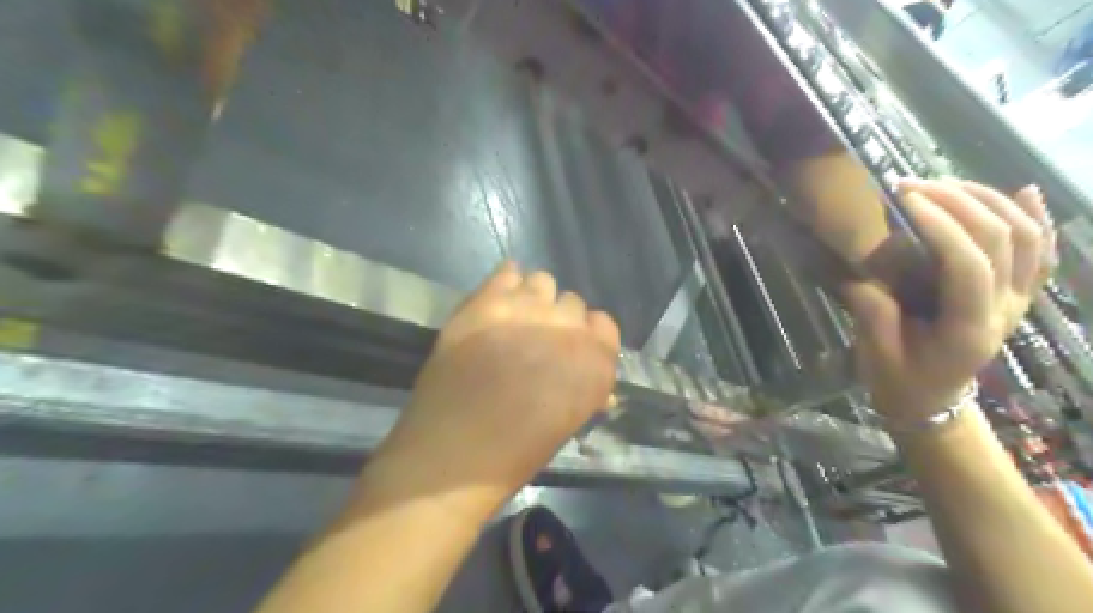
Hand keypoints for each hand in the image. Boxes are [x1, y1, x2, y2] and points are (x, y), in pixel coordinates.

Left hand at [376, 263, 617, 506]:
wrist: (454, 452)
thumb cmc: (516, 453)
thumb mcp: (567, 424)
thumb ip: (585, 391)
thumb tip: (594, 385)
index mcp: (596, 362)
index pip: (604, 325)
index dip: (587, 336)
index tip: (570, 349)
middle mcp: (568, 327)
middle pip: (572, 303)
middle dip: (558, 320)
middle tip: (535, 340)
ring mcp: (526, 309)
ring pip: (542, 281)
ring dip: (533, 299)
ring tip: (513, 321)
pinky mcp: (487, 302)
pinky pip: (507, 272)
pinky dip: (506, 283)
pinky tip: (495, 303)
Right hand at [839, 179, 1054, 423]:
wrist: (931, 400)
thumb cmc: (900, 380)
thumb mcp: (877, 353)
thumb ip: (873, 310)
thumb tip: (865, 270)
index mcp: (969, 329)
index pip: (969, 265)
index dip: (941, 226)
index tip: (904, 199)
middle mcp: (1006, 310)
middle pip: (1002, 240)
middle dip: (958, 202)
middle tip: (912, 185)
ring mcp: (1018, 301)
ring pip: (1027, 237)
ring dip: (988, 201)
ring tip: (943, 184)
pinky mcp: (1017, 296)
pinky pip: (1040, 253)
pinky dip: (1037, 219)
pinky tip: (1024, 192)